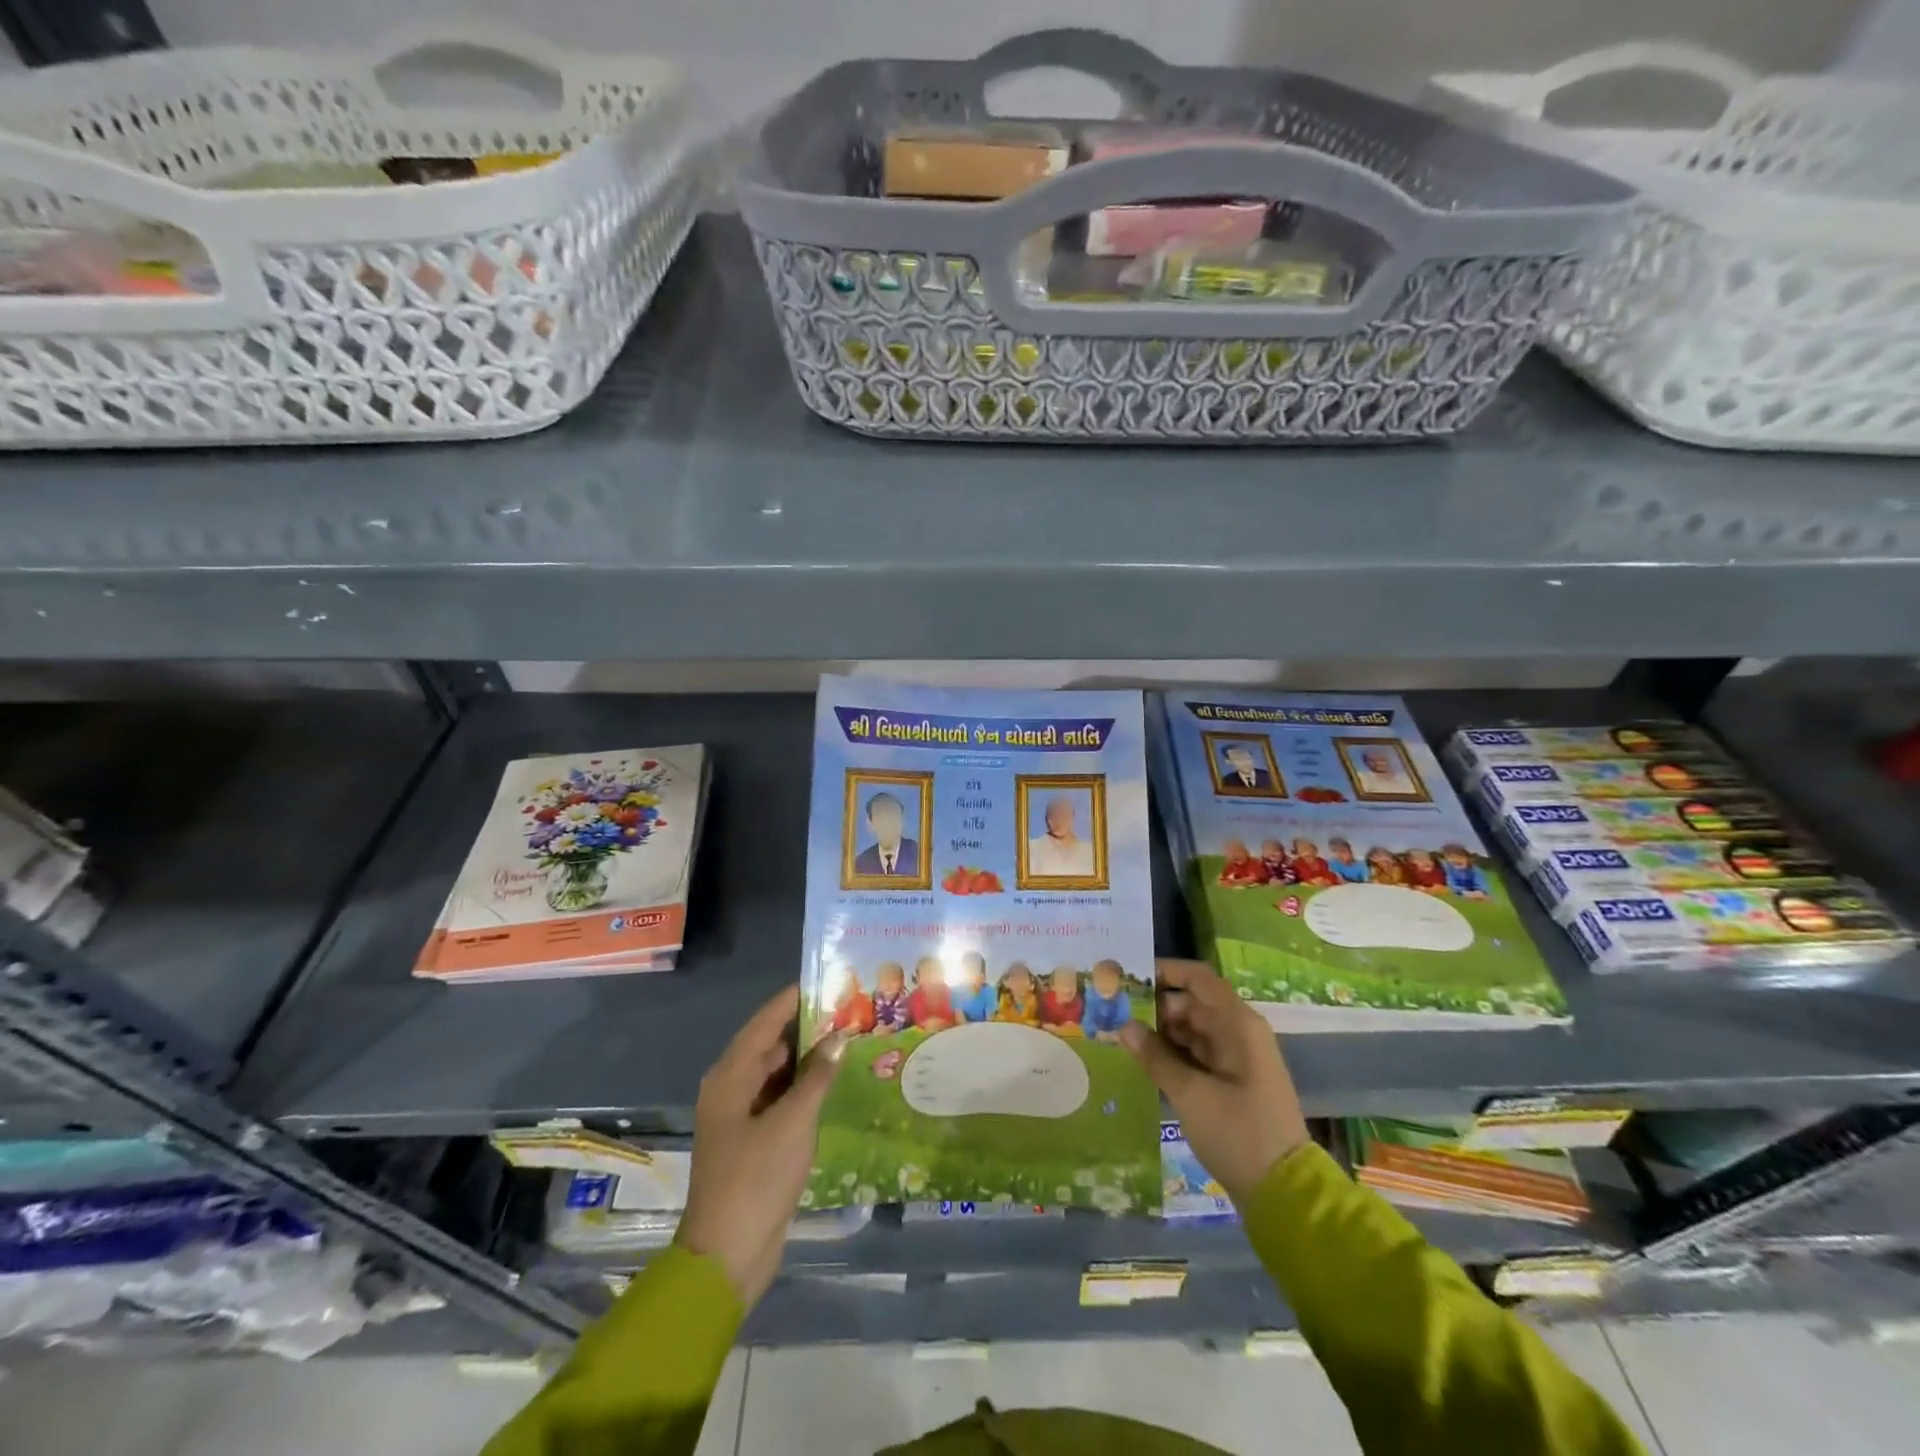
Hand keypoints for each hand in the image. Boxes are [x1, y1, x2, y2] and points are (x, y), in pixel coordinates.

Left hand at [676, 987, 846, 1308]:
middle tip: (845, 1010)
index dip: (790, 1000)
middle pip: (770, 1046)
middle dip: (805, 1029)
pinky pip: (780, 1100)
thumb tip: (838, 1038)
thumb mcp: (793, 1122)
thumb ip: (817, 1077)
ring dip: (807, 1060)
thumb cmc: (756, 1179)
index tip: (822, 980)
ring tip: (847, 1041)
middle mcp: (730, 1090)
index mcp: (730, 1078)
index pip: (764, 1024)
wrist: (727, 1256)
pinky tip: (833, 1084)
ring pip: (777, 1074)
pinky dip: (803, 1089)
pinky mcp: (753, 1142)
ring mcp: (740, 1118)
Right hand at [1120, 959, 1310, 1206]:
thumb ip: (1155, 1056)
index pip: (1198, 979)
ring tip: (1121, 1038)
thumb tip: (1124, 1025)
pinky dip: (1173, 1056)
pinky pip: (1197, 1056)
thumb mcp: (1190, 1094)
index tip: (1128, 978)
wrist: (1285, 1194)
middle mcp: (1239, 1033)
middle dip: (1155, 1007)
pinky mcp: (1232, 1084)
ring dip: (1161, 1033)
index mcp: (1238, 1024)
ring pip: (1192, 1031)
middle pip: (1192, 1004)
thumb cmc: (1238, 1133)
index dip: (1164, 972)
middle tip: (1114, 1014)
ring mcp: (1237, 1060)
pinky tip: (1144, 1064)